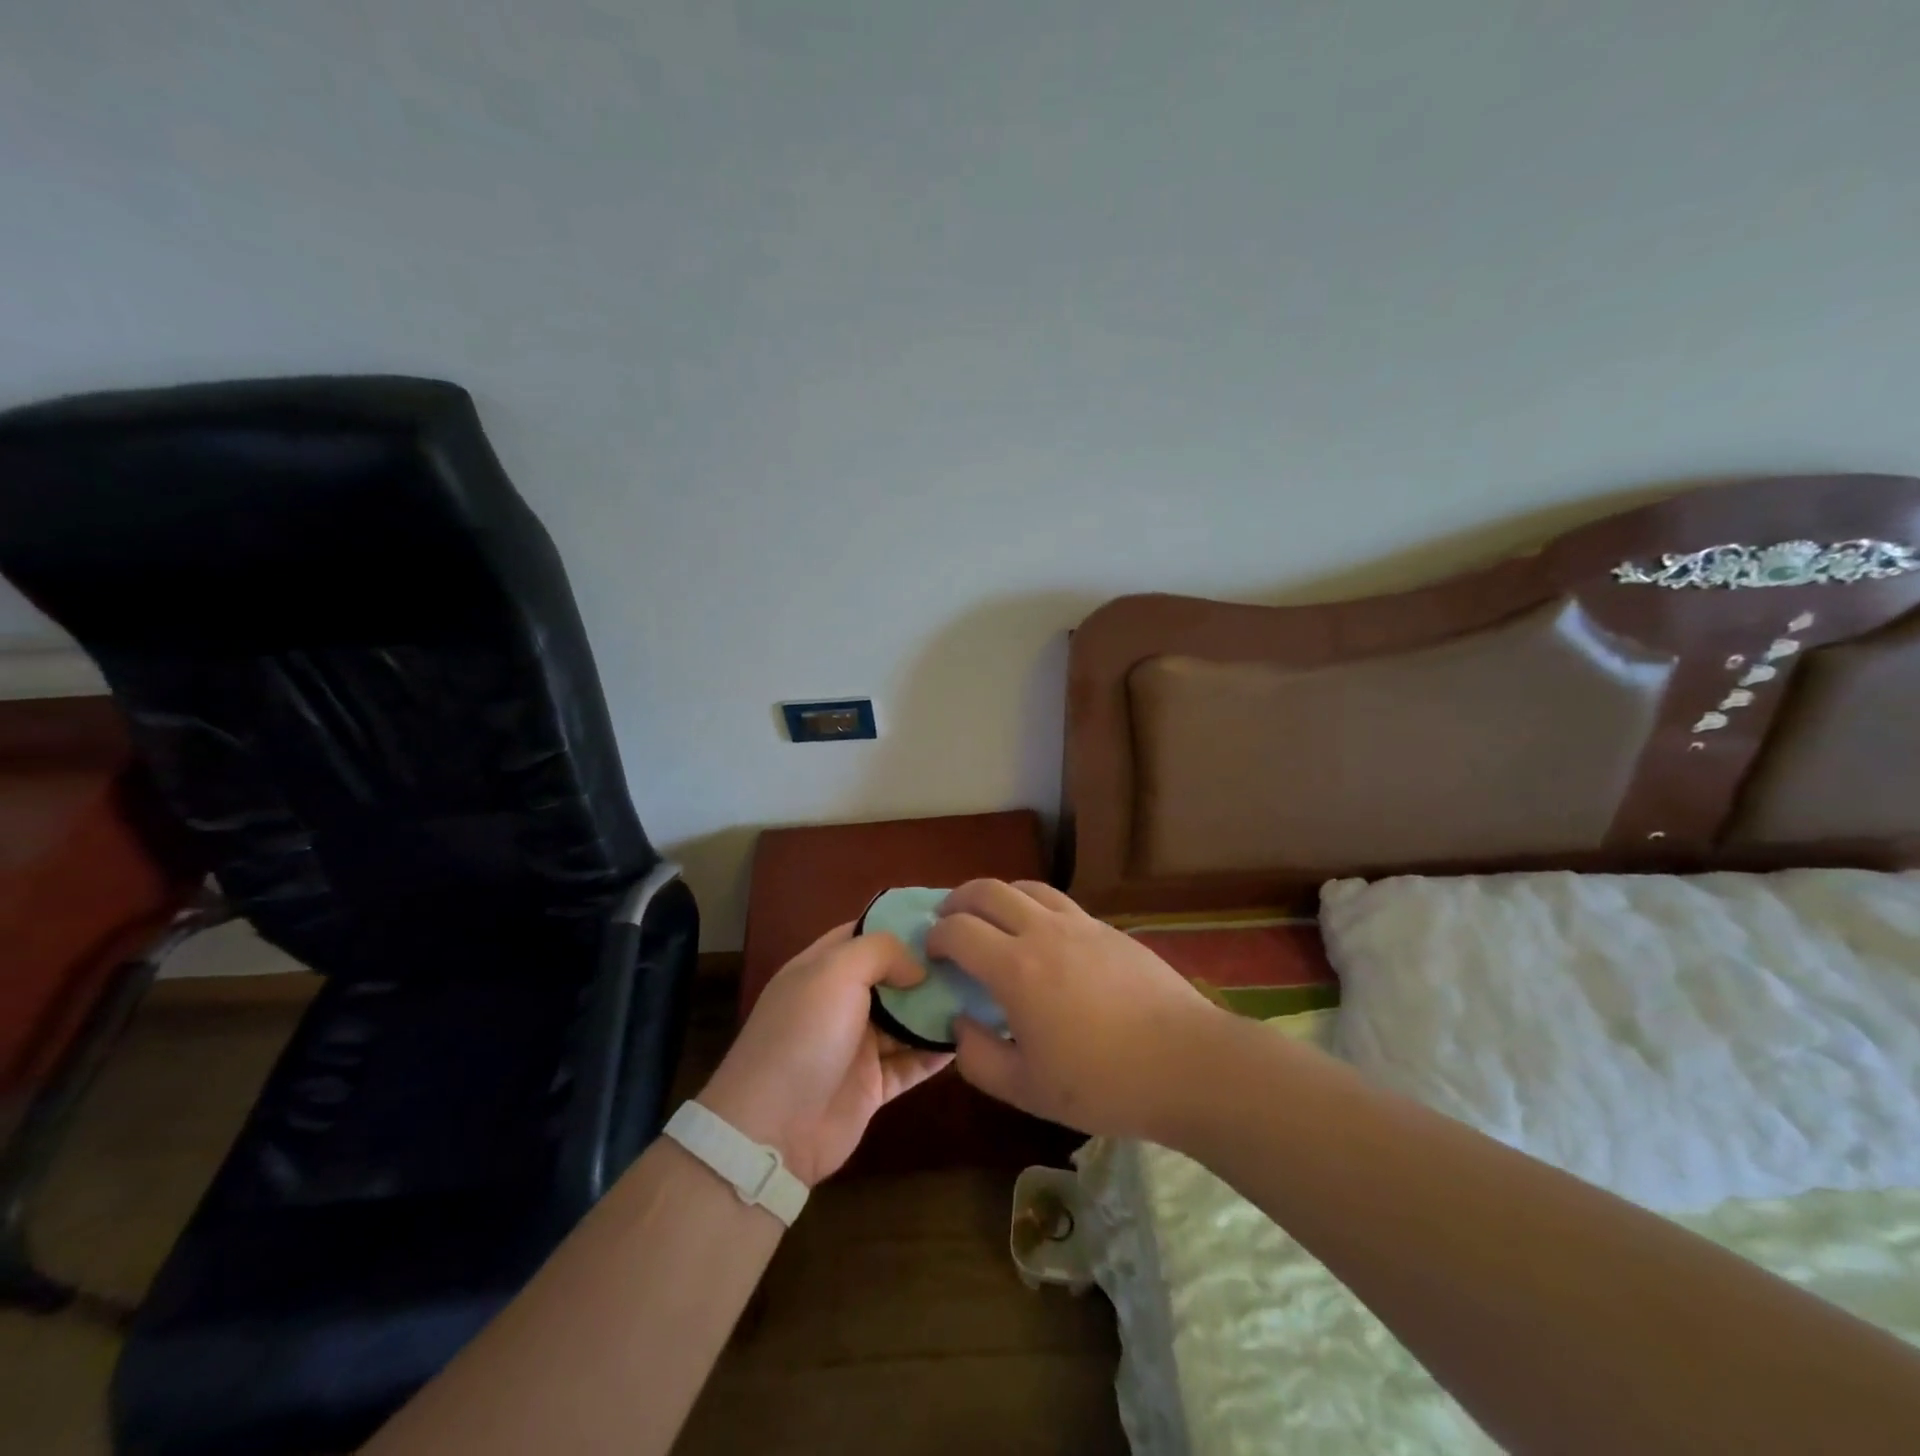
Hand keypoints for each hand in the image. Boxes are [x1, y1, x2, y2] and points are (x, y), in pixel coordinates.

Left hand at [698, 923, 952, 1187]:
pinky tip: (970, 1036)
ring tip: (982, 991)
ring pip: (906, 1019)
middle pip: (891, 976)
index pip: (864, 933)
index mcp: (822, 969)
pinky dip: (937, 1051)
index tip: (946, 917)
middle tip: (975, 957)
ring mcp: (856, 1045)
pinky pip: (912, 1062)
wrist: (773, 1129)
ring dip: (938, 1008)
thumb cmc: (804, 1035)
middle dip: (928, 966)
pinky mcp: (873, 1085)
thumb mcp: (836, 972)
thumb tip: (918, 967)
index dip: (900, 923)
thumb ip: (881, 952)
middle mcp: (839, 1002)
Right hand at [926, 879, 1225, 1139]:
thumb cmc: (1104, 1083)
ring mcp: (1080, 924)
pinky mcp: (1109, 929)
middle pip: (988, 891)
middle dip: (958, 901)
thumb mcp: (1027, 1089)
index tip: (931, 952)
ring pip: (1026, 887)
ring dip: (997, 896)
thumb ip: (978, 1058)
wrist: (1187, 1063)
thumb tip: (960, 1023)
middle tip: (948, 921)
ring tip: (992, 919)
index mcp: (1016, 968)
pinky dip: (1034, 906)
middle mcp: (1043, 932)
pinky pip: (1059, 902)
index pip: (959, 930)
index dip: (936, 936)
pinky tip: (1042, 936)